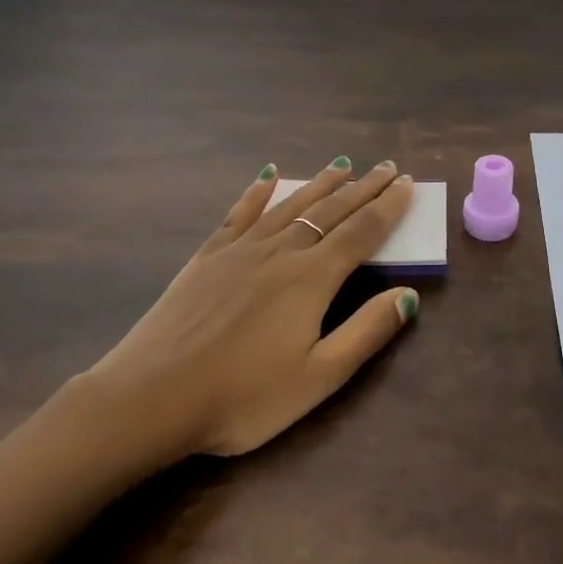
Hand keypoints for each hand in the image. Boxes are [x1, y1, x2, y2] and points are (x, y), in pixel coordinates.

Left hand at [84, 158, 418, 459]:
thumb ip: (366, 333)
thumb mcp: (318, 378)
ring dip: (320, 184)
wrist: (153, 397)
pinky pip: (239, 213)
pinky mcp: (207, 257)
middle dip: (363, 188)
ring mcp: (239, 251)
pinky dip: (257, 192)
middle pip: (330, 212)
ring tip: (342, 165)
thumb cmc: (243, 398)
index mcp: (311, 280)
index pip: (361, 233)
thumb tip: (409, 295)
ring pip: (289, 206)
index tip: (407, 184)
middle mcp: (279, 252)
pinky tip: (268, 176)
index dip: (388, 207)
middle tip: (386, 168)